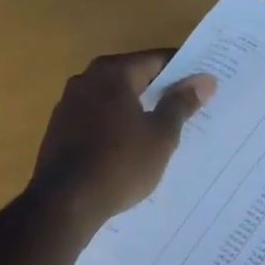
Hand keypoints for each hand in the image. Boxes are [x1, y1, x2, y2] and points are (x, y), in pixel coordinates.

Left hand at [29, 50, 216, 228]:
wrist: (64, 204)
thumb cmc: (120, 163)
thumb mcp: (160, 135)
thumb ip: (181, 103)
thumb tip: (204, 79)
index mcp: (113, 73)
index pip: (156, 60)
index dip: (183, 70)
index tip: (203, 84)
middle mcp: (86, 79)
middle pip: (133, 77)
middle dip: (160, 90)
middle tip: (189, 105)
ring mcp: (68, 105)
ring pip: (114, 99)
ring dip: (137, 109)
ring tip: (163, 128)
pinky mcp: (59, 130)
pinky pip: (97, 118)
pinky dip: (117, 125)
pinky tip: (131, 146)